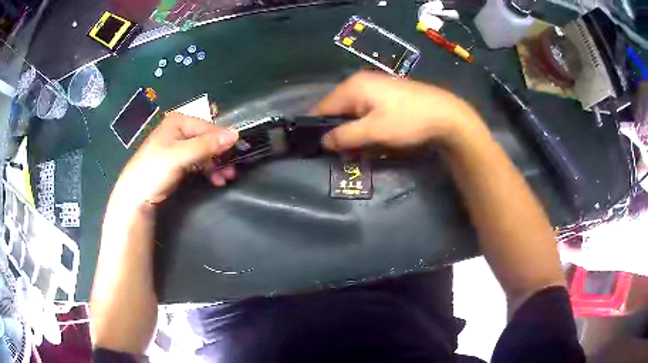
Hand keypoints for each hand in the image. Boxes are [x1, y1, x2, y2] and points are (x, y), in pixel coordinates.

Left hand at [110, 112, 238, 208]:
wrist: (135, 196)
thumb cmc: (154, 170)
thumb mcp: (180, 156)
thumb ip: (206, 145)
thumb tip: (235, 135)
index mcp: (178, 121)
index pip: (209, 127)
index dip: (224, 139)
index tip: (239, 153)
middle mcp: (180, 130)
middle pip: (208, 139)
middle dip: (221, 154)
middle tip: (233, 168)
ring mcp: (179, 146)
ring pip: (205, 151)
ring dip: (217, 164)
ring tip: (227, 177)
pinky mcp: (179, 161)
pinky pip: (199, 162)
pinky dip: (208, 170)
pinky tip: (216, 179)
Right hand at [313, 71, 484, 149]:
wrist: (445, 114)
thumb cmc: (408, 121)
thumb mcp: (374, 132)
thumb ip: (345, 136)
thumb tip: (322, 141)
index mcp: (352, 87)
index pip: (322, 107)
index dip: (319, 128)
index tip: (322, 148)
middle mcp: (359, 81)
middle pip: (337, 108)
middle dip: (338, 129)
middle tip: (346, 150)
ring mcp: (374, 84)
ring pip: (352, 109)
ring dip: (353, 128)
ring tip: (363, 144)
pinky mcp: (386, 91)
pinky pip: (365, 107)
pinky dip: (365, 122)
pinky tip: (376, 132)